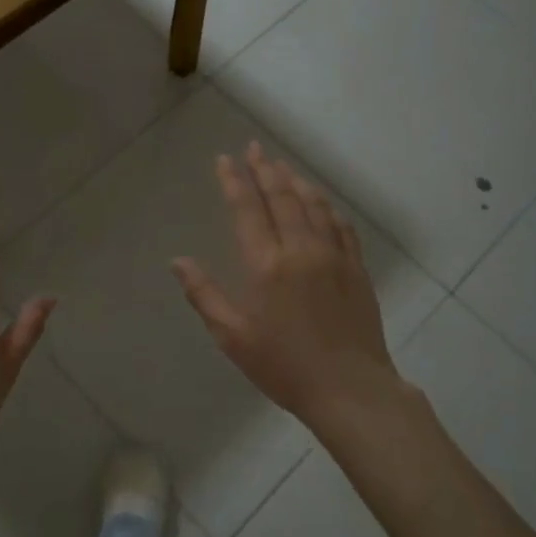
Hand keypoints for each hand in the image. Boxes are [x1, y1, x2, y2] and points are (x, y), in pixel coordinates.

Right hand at [172, 144, 409, 433]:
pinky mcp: (356, 269)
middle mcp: (301, 249)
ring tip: (282, 165)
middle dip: (265, 169)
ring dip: (295, 181)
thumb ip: (204, 295)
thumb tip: (178, 261)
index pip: (247, 209)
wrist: (350, 389)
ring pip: (314, 205)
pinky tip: (321, 202)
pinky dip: (327, 207)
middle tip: (254, 148)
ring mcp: (334, 256)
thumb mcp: (233, 336)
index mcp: (266, 264)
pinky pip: (341, 226)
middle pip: (282, 197)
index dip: (234, 181)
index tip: (225, 159)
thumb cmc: (284, 365)